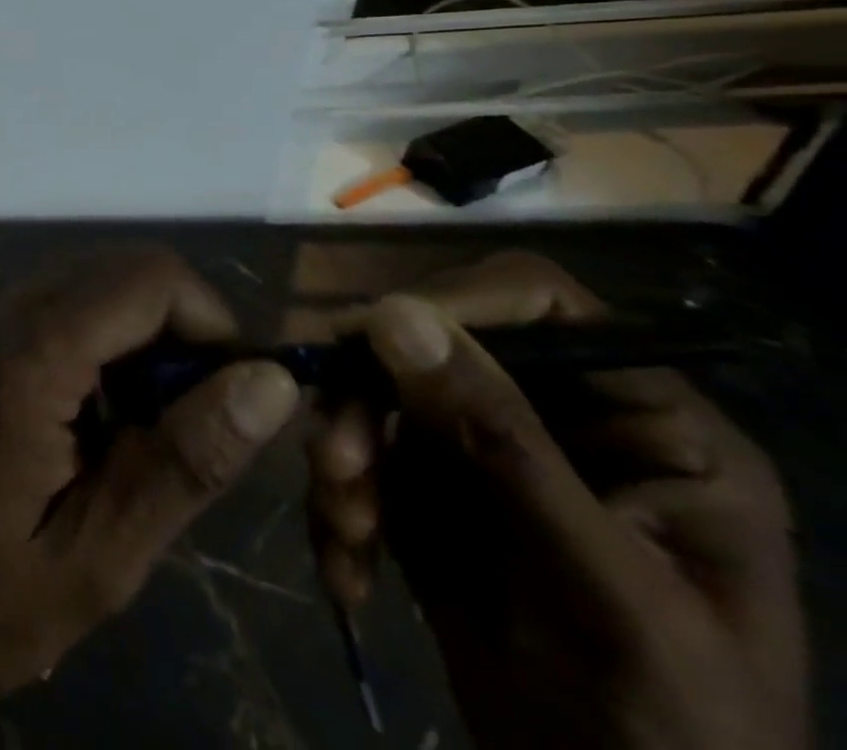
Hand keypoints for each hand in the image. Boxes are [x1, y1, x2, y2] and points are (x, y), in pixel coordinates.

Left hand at [0, 244, 300, 747]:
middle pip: (119, 267)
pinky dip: (99, 339)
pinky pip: (55, 304)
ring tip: (143, 429)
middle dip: (178, 326)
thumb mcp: (99, 556)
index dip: (210, 321)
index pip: (145, 277)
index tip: (234, 396)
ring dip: (139, 335)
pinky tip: (96, 418)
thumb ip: (184, 460)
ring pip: (90, 280)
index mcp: (27, 356)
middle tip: (192, 419)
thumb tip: (270, 382)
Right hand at [306, 254, 806, 749]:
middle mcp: (556, 416)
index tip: (363, 341)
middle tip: (335, 463)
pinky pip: (360, 457)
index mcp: (644, 422)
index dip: (449, 303)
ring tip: (345, 529)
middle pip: (431, 345)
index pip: (537, 303)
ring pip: (379, 397)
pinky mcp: (427, 490)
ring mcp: (482, 452)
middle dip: (370, 400)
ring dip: (346, 455)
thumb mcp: (602, 591)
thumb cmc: (674, 732)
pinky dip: (340, 503)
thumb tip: (393, 313)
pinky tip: (350, 568)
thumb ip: (503, 444)